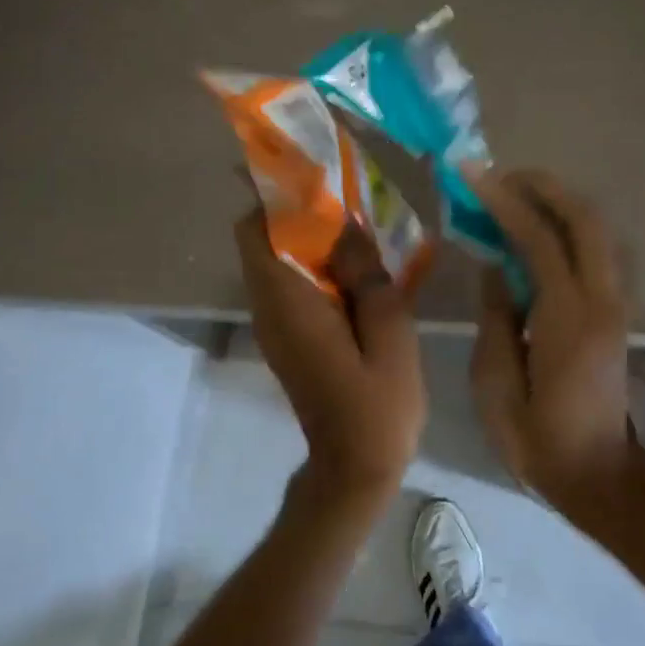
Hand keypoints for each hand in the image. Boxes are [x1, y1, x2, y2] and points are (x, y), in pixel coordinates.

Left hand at [234, 211, 424, 503]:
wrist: (355, 468)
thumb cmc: (377, 405)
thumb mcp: (389, 333)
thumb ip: (368, 274)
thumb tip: (347, 225)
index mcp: (288, 302)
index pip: (255, 230)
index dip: (277, 196)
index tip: (318, 178)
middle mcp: (269, 307)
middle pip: (263, 239)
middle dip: (300, 211)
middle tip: (351, 199)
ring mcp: (275, 324)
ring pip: (278, 259)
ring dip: (312, 237)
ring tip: (362, 228)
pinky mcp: (288, 336)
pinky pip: (292, 283)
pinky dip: (318, 265)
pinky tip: (361, 269)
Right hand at [465, 168, 638, 513]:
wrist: (598, 476)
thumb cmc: (537, 439)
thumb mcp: (495, 384)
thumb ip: (495, 317)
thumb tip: (495, 266)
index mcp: (567, 318)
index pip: (540, 239)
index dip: (505, 201)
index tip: (473, 175)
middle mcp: (601, 300)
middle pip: (585, 219)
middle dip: (544, 187)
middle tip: (499, 176)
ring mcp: (616, 305)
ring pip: (599, 231)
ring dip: (560, 203)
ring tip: (516, 194)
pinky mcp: (617, 313)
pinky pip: (597, 251)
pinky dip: (569, 227)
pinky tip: (538, 230)